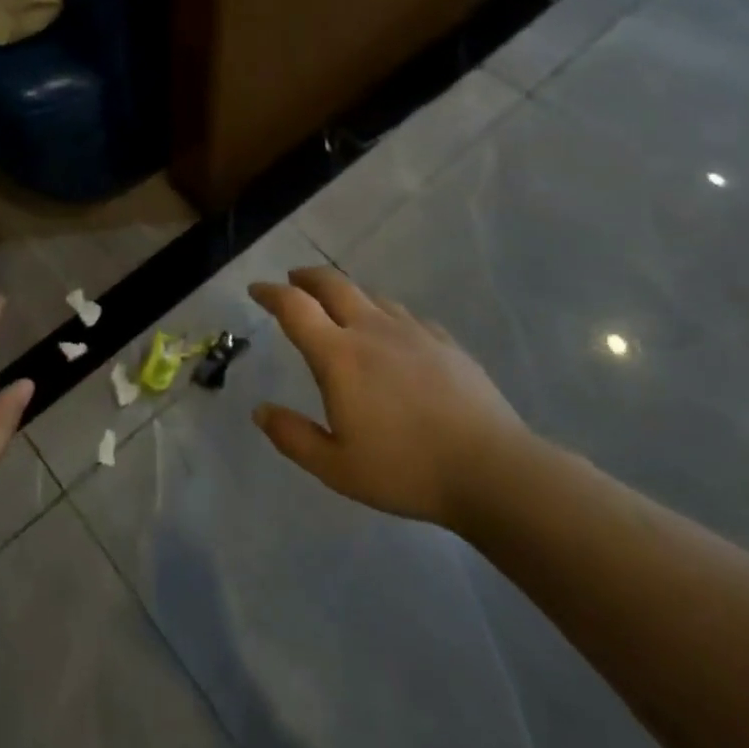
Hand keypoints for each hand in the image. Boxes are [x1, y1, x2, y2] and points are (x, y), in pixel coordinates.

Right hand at [249, 266, 531, 535]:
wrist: (492, 470)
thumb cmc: (406, 470)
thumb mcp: (336, 468)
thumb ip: (293, 437)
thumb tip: (260, 411)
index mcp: (339, 355)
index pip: (295, 307)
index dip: (271, 293)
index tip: (256, 289)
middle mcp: (371, 330)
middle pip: (332, 284)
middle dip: (307, 277)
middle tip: (293, 280)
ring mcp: (413, 332)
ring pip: (371, 296)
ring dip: (347, 293)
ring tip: (340, 306)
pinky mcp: (445, 342)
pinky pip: (406, 316)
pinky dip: (386, 314)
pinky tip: (394, 334)